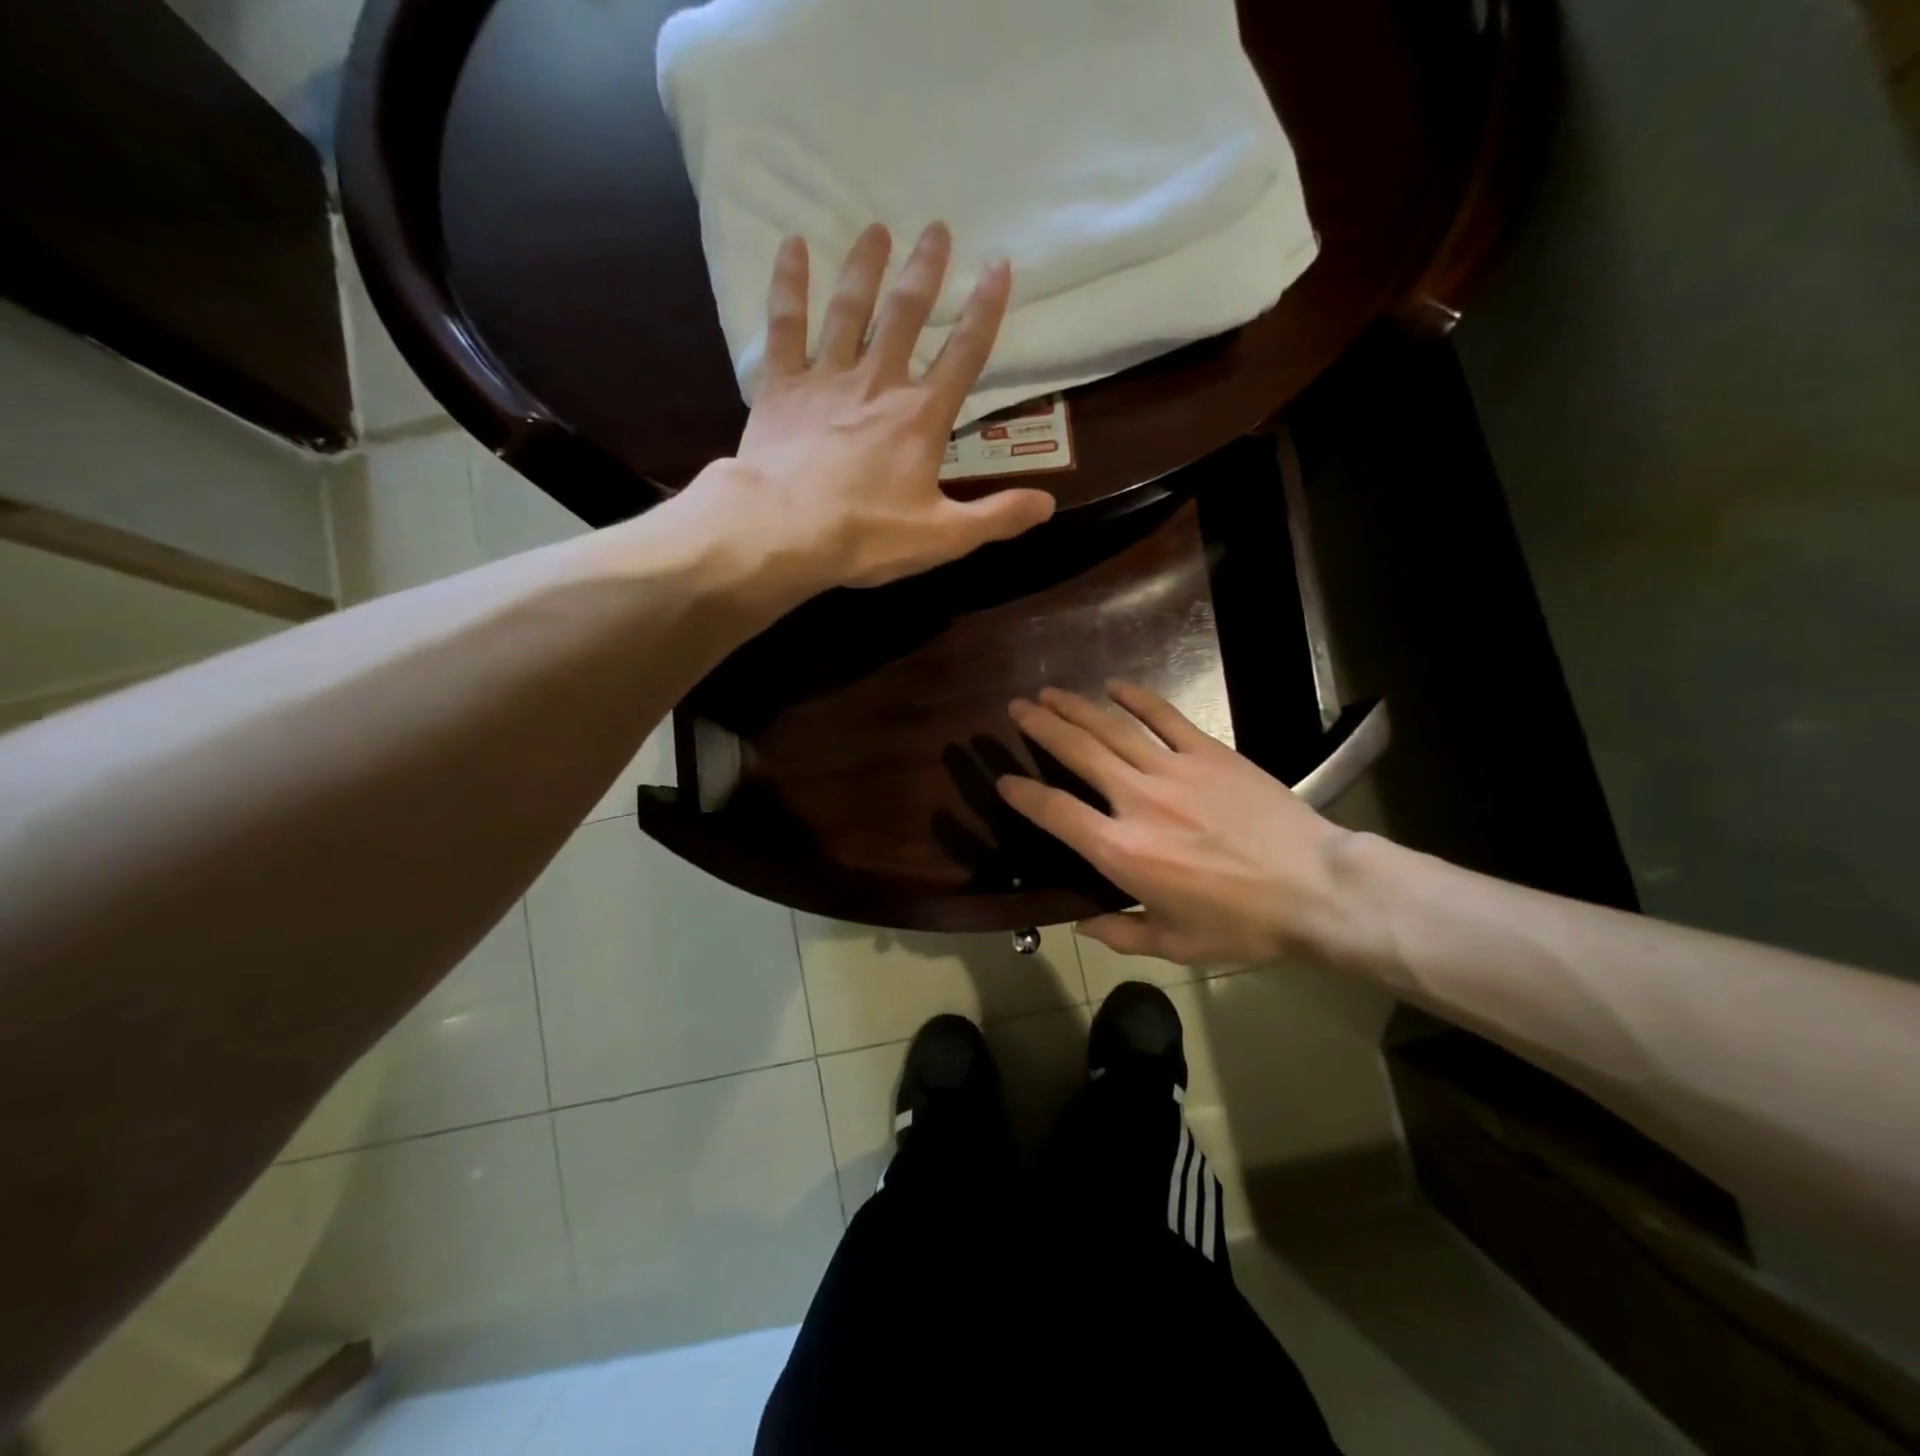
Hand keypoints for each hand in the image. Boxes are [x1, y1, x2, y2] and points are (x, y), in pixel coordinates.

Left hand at [693, 222, 1054, 594]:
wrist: (785, 532)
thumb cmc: (867, 536)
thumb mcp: (943, 537)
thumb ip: (996, 517)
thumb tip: (1048, 504)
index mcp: (921, 419)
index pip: (964, 355)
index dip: (986, 310)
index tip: (999, 265)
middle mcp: (878, 383)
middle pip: (906, 316)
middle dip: (925, 271)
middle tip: (936, 228)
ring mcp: (826, 379)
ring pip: (849, 309)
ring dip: (865, 267)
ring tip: (876, 227)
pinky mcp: (780, 387)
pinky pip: (785, 325)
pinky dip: (789, 284)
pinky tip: (792, 245)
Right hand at [996, 682, 1352, 965]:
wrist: (1317, 890)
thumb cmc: (1242, 924)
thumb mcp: (1174, 944)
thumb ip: (1120, 934)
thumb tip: (1081, 924)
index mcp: (1122, 852)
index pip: (1056, 811)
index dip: (1023, 793)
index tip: (1004, 779)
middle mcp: (1138, 801)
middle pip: (1078, 753)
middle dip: (1041, 727)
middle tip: (1017, 708)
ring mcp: (1175, 771)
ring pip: (1113, 729)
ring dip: (1076, 707)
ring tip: (1049, 692)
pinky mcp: (1209, 753)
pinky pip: (1165, 718)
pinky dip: (1137, 699)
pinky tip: (1115, 685)